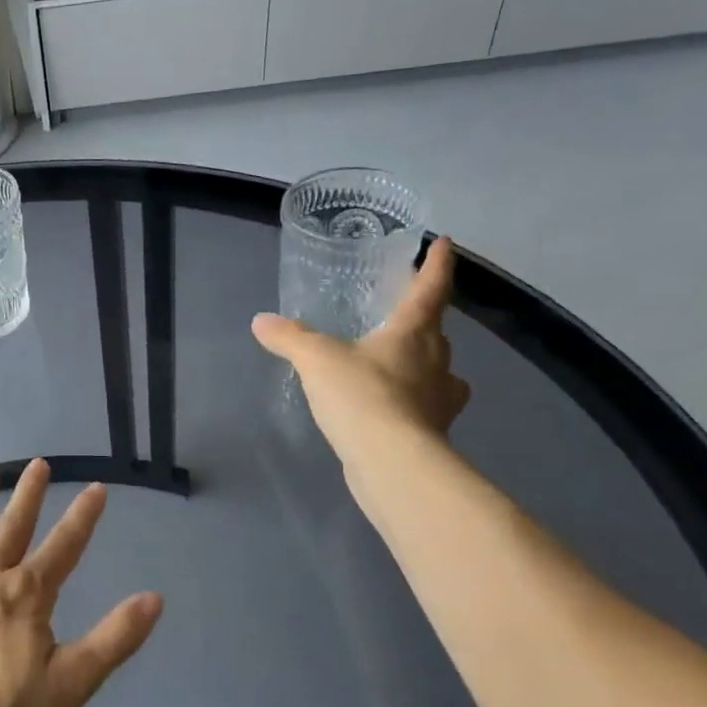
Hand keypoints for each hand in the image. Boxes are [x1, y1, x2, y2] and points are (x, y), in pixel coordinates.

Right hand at [252, 237, 470, 473]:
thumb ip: (290, 338)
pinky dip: (414, 402)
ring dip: (425, 364)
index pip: (430, 289)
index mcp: (414, 333)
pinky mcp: (434, 432)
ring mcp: (440, 399)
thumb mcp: (316, 360)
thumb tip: (261, 321)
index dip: (436, 265)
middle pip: (436, 331)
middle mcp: (436, 361)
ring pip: (438, 371)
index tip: (445, 243)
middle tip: (404, 313)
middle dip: (424, 320)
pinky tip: (394, 409)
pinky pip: (427, 406)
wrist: (392, 463)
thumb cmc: (361, 396)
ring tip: (400, 365)